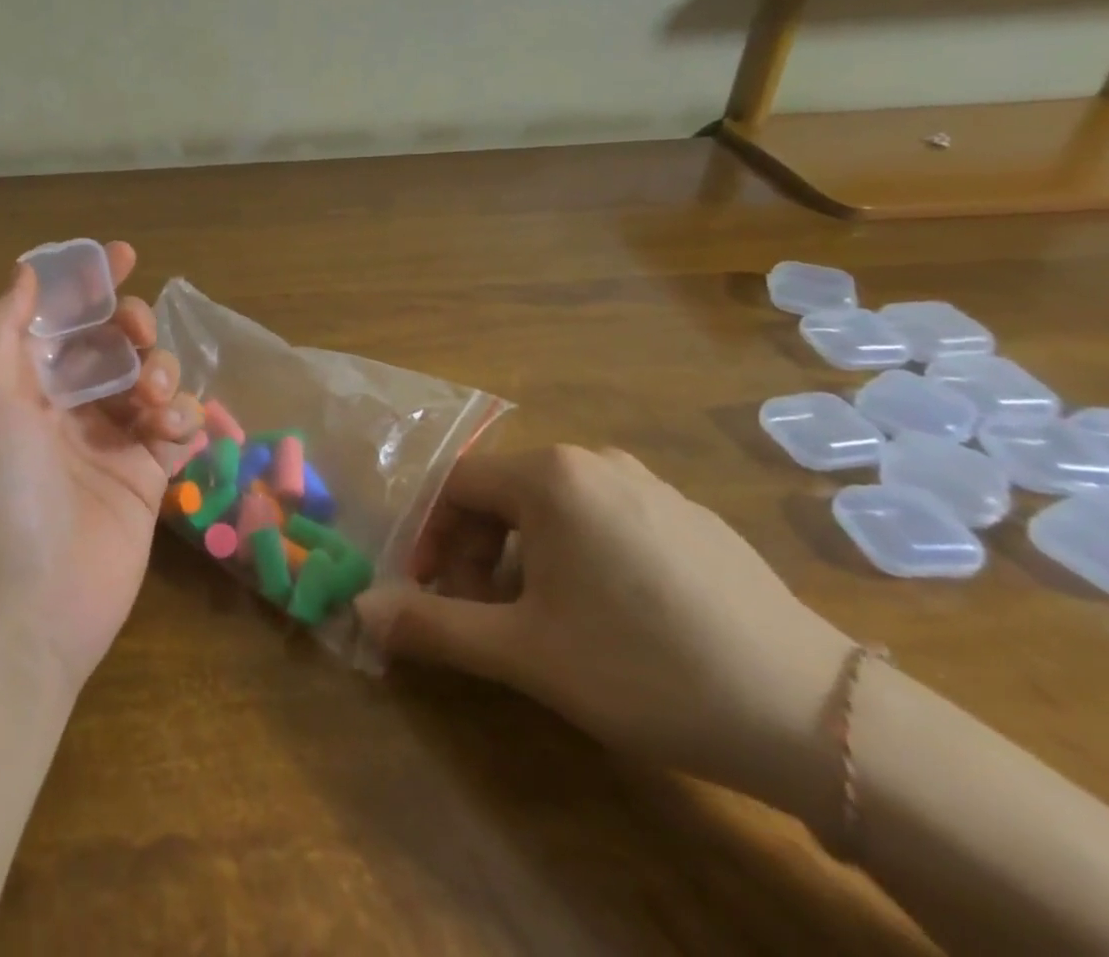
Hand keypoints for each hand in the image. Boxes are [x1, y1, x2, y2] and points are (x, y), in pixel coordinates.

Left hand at [0, 242, 201, 688]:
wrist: (25, 608)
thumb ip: (0, 329)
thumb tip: (24, 272)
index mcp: (21, 382)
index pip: (59, 316)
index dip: (88, 281)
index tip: (125, 255)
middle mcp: (65, 405)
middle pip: (111, 341)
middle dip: (131, 324)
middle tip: (138, 335)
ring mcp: (108, 441)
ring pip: (149, 377)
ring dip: (160, 370)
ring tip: (153, 400)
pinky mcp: (146, 476)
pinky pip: (175, 424)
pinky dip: (181, 414)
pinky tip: (172, 430)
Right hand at [356, 445, 855, 817]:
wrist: (817, 717)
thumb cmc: (645, 668)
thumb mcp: (525, 653)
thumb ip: (433, 626)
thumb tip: (361, 610)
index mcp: (550, 475)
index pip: (456, 487)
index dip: (431, 538)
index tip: (431, 591)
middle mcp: (596, 461)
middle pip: (503, 493)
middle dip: (477, 551)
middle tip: (483, 614)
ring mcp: (650, 485)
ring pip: (554, 508)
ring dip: (523, 555)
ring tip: (541, 619)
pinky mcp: (691, 517)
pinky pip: (605, 519)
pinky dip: (577, 554)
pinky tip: (609, 617)